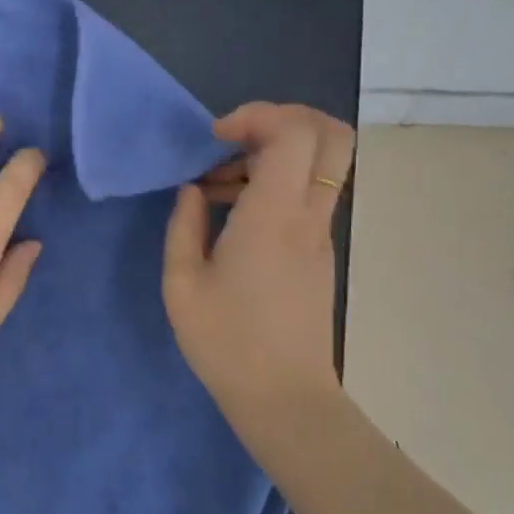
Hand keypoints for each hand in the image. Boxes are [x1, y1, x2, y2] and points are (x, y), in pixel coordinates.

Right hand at [163, 102, 353, 424]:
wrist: (284, 398)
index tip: (215, 137)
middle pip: (331, 134)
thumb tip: (193, 190)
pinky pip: (307, 193)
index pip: (294, 132)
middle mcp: (307, 215)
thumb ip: (183, 225)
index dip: (258, 115)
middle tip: (235, 139)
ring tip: (216, 186)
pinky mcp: (319, 251)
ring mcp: (320, 233)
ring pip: (319, 162)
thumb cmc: (226, 342)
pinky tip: (230, 214)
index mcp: (273, 216)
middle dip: (284, 118)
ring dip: (271, 154)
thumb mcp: (182, 283)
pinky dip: (273, 183)